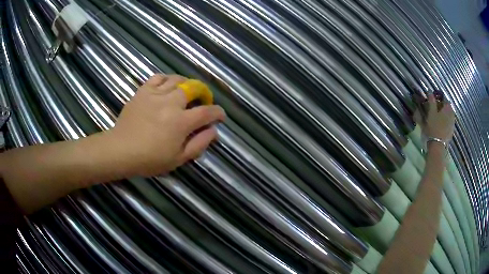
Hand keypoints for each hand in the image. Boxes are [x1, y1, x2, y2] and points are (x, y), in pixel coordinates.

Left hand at [106, 74, 224, 176]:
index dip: (218, 112)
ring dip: (187, 84)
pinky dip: (167, 79)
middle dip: (204, 93)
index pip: (207, 112)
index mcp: (181, 122)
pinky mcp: (143, 91)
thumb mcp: (179, 159)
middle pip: (194, 88)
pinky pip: (158, 77)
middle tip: (203, 100)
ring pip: (177, 79)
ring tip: (187, 91)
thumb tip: (213, 130)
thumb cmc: (150, 159)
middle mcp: (171, 103)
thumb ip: (199, 144)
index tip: (220, 116)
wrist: (121, 150)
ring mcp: (155, 94)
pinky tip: (168, 85)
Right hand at [422, 94, 454, 141]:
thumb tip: (429, 91)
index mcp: (447, 108)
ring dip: (444, 115)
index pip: (445, 99)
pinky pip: (449, 123)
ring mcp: (452, 124)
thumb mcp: (431, 113)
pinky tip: (441, 125)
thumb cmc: (433, 127)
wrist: (437, 146)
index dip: (439, 98)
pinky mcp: (451, 132)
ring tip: (438, 117)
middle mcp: (452, 114)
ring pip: (449, 116)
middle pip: (448, 107)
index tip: (434, 100)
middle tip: (436, 108)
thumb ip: (431, 101)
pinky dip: (445, 122)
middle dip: (442, 107)